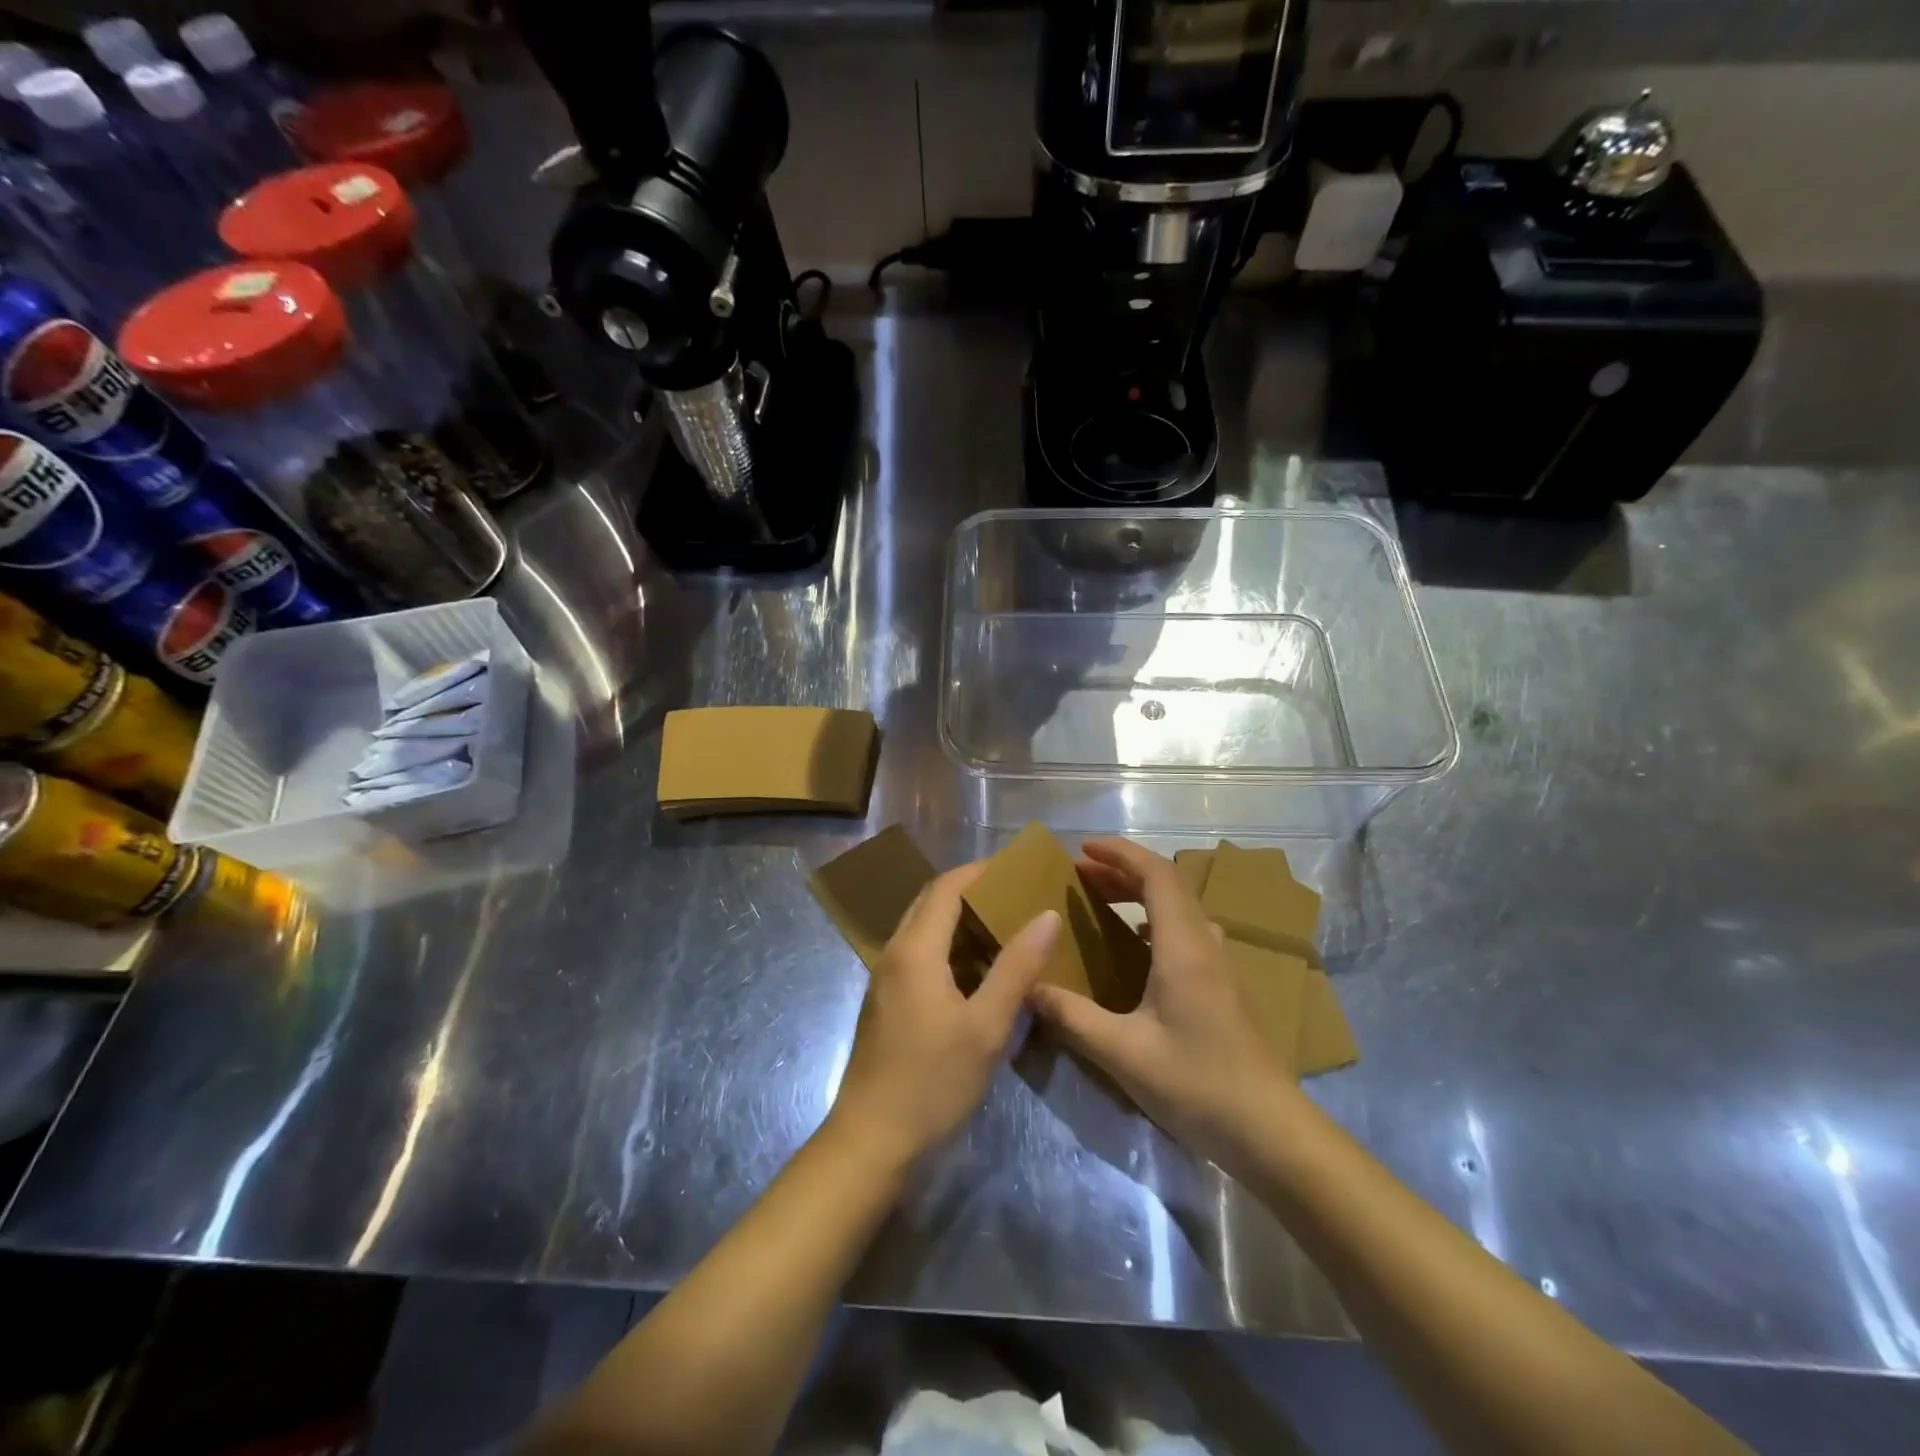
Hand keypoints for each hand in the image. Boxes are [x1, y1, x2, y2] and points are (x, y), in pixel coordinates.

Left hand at [830, 862, 1060, 1166]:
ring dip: (959, 920)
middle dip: (971, 891)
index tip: (1017, 869)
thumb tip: (1047, 915)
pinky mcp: (886, 1002)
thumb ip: (1017, 967)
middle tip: (1016, 896)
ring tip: (1005, 926)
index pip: (946, 887)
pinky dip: (948, 947)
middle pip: (930, 902)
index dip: (980, 871)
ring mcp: (885, 979)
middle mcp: (894, 953)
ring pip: (923, 929)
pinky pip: (918, 955)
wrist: (871, 1142)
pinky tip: (978, 970)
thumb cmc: (932, 1082)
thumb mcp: (986, 1026)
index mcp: (915, 949)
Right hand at [1029, 838, 1295, 1164]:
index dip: (1120, 853)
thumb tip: (1028, 988)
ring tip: (1101, 901)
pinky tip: (1134, 946)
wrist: (1270, 1131)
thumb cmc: (1196, 1083)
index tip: (1081, 849)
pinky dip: (1154, 918)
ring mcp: (1220, 964)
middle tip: (1079, 875)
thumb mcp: (1123, 1053)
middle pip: (1168, 885)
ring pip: (1179, 907)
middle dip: (1121, 870)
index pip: (1156, 874)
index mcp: (1184, 947)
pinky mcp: (1225, 985)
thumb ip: (1072, 1016)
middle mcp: (1205, 944)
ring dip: (1139, 893)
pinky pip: (1186, 929)